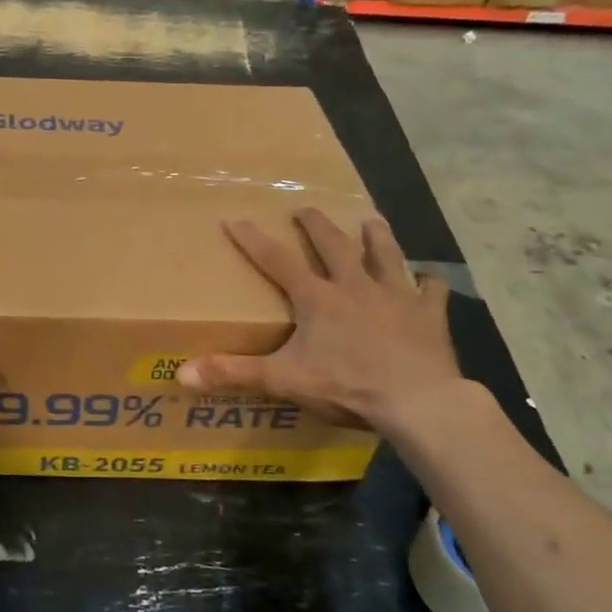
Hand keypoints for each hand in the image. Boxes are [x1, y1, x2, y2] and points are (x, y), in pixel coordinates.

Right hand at [177, 210, 462, 432]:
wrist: (418, 401)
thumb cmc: (347, 386)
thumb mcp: (283, 380)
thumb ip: (234, 373)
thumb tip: (180, 373)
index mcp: (318, 299)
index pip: (277, 261)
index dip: (254, 240)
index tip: (237, 218)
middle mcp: (355, 286)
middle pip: (334, 246)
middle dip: (317, 225)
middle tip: (306, 209)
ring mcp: (396, 297)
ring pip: (386, 255)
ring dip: (376, 236)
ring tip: (370, 219)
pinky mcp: (429, 315)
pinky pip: (431, 292)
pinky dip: (429, 283)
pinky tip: (430, 279)